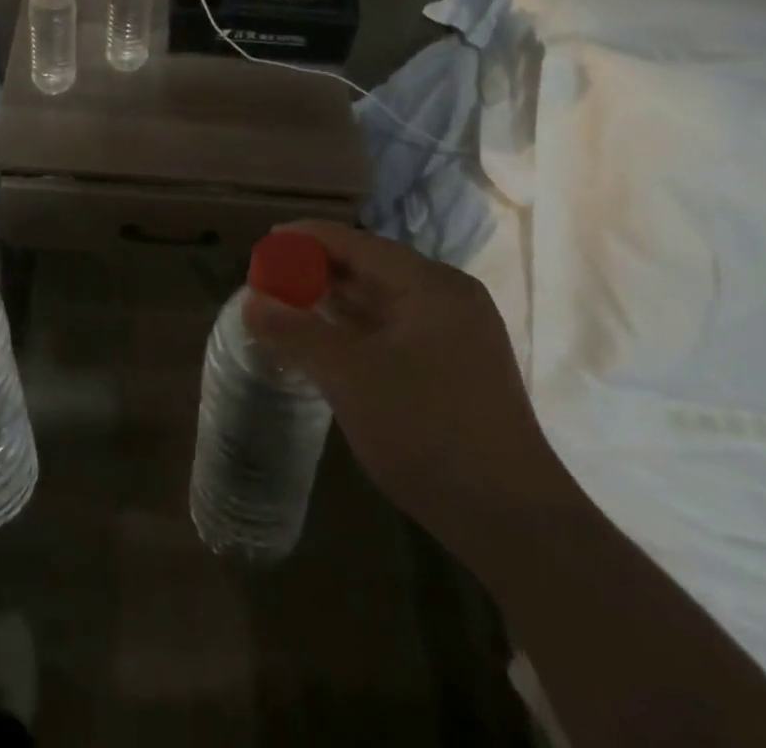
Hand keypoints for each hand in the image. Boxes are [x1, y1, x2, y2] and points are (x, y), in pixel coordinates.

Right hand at [243, 221, 566, 549]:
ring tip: (288, 308)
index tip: (263, 247)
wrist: (516, 524)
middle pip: (369, 268)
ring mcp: (457, 334)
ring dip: (335, 303)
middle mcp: (447, 297)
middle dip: (317, 273)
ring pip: (382, 301)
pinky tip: (327, 343)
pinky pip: (395, 330)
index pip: (355, 243)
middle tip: (269, 282)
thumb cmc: (428, 432)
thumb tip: (250, 300)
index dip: (305, 241)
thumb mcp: (349, 378)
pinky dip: (357, 331)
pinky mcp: (456, 367)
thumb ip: (295, 332)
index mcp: (430, 285)